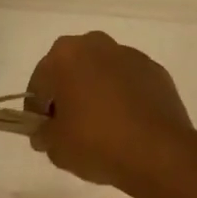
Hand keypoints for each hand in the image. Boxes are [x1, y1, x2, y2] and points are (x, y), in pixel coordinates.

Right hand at [24, 31, 196, 197]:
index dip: (37, 109)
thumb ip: (43, 133)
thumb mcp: (55, 146)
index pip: (39, 83)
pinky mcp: (155, 70)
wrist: (159, 153)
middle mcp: (95, 44)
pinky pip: (129, 82)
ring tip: (102, 127)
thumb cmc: (96, 142)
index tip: (43, 131)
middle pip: (71, 69)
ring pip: (102, 72)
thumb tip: (45, 131)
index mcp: (64, 55)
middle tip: (70, 127)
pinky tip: (127, 125)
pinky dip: (124, 97)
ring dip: (97, 91)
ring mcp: (129, 55)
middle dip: (68, 93)